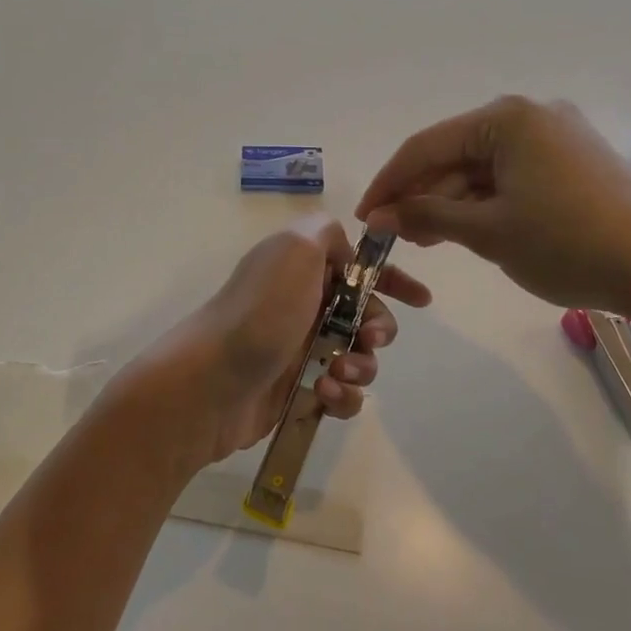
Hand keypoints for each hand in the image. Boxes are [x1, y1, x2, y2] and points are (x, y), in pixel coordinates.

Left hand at [164, 216, 430, 465]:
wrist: (210, 382)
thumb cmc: (260, 311)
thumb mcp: (294, 248)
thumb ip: (325, 232)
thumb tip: (345, 250)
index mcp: (301, 268)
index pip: (356, 266)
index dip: (392, 280)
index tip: (420, 300)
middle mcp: (301, 306)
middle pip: (365, 314)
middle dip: (379, 327)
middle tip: (368, 338)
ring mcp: (299, 351)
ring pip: (359, 358)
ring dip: (362, 366)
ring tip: (338, 374)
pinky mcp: (298, 392)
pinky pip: (343, 395)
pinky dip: (344, 398)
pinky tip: (326, 398)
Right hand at [356, 95, 630, 321]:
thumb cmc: (568, 246)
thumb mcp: (487, 232)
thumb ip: (426, 215)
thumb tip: (379, 216)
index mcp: (508, 117)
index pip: (427, 146)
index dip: (389, 183)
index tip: (365, 218)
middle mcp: (532, 113)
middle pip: (455, 154)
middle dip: (422, 195)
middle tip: (398, 236)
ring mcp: (558, 135)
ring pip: (483, 167)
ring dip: (453, 201)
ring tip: (430, 239)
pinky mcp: (576, 160)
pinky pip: (513, 175)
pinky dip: (486, 201)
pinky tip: (469, 229)